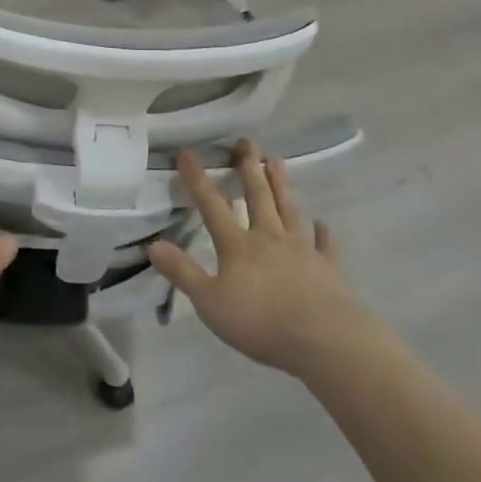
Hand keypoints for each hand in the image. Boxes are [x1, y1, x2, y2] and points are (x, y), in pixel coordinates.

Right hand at [147, 142, 358, 377]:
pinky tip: (323, 224)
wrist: (323, 339)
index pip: (212, 205)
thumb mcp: (209, 302)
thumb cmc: (260, 322)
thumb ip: (182, 272)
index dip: (197, 179)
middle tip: (247, 142)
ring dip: (282, 185)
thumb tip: (153, 245)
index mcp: (238, 245)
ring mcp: (302, 250)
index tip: (187, 152)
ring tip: (277, 161)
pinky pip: (324, 245)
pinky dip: (323, 234)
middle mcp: (269, 238)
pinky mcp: (327, 268)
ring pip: (289, 210)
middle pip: (257, 196)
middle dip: (249, 168)